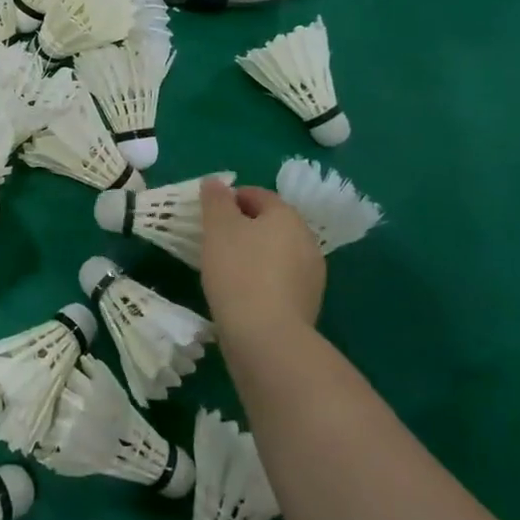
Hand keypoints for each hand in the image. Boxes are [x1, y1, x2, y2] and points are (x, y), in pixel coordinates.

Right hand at [199, 177, 327, 342]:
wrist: (266, 337)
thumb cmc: (239, 271)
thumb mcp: (218, 227)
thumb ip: (216, 200)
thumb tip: (216, 183)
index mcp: (287, 216)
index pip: (258, 195)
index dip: (230, 198)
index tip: (208, 213)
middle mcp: (306, 240)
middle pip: (270, 223)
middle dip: (243, 226)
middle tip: (214, 239)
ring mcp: (311, 275)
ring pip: (276, 252)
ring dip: (253, 254)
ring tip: (224, 267)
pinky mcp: (307, 304)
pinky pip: (279, 280)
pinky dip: (261, 279)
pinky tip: (240, 292)